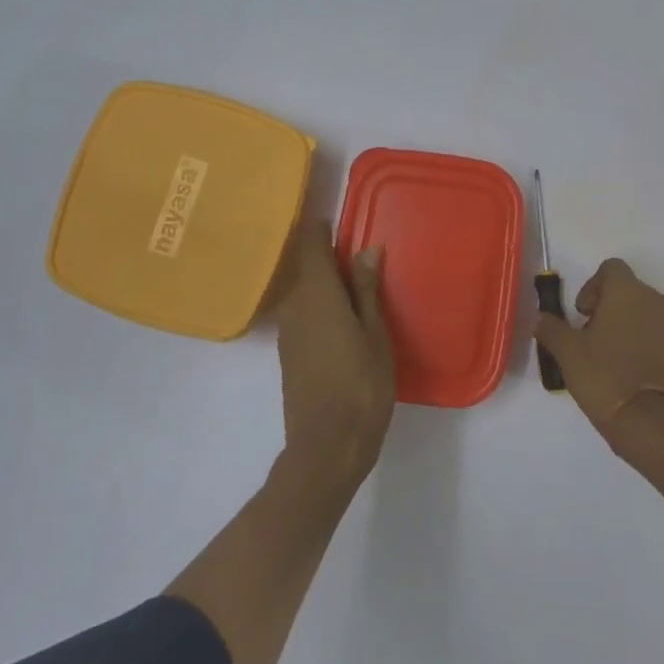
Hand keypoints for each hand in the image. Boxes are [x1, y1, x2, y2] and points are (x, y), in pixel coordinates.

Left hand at [276, 222, 395, 483]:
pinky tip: (342, 317)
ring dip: (324, 283)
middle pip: (306, 268)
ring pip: (304, 292)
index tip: (333, 216)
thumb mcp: (375, 334)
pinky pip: (303, 314)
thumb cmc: (361, 385)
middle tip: (356, 251)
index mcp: (317, 294)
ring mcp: (288, 332)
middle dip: (326, 256)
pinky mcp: (289, 354)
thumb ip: (367, 290)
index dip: (319, 228)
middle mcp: (295, 306)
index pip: (311, 246)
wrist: (327, 446)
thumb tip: (367, 249)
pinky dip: (320, 306)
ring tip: (355, 283)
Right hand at [533, 259, 663, 444]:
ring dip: (624, 326)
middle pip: (628, 290)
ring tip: (606, 357)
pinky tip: (626, 372)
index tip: (581, 314)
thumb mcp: (567, 352)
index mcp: (628, 291)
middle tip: (588, 337)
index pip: (610, 268)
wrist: (653, 423)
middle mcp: (655, 300)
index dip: (591, 286)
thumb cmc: (606, 376)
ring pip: (643, 313)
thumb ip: (551, 328)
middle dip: (606, 308)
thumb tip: (540, 318)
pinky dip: (641, 344)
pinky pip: (657, 336)